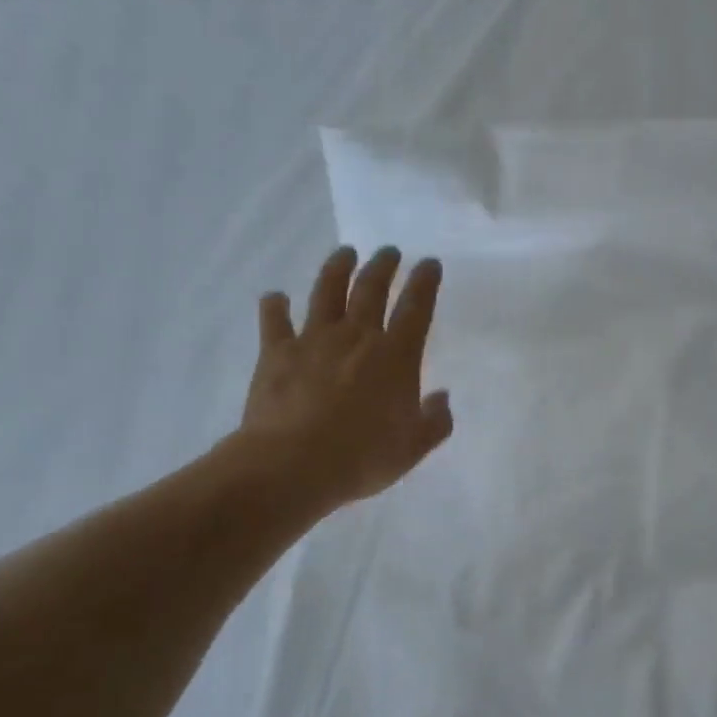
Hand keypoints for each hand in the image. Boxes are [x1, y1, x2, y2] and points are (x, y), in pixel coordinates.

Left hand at [237, 245, 453, 511]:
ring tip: (345, 253)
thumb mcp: (414, 447)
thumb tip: (441, 397)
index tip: (429, 263)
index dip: (425, 282)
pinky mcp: (277, 353)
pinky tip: (275, 297)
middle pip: (372, 289)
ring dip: (337, 269)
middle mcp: (357, 337)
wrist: (293, 465)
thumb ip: (435, 420)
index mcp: (396, 356)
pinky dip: (275, 306)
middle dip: (383, 266)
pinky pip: (275, 320)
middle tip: (389, 251)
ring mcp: (314, 340)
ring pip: (327, 292)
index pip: (416, 308)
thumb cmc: (362, 457)